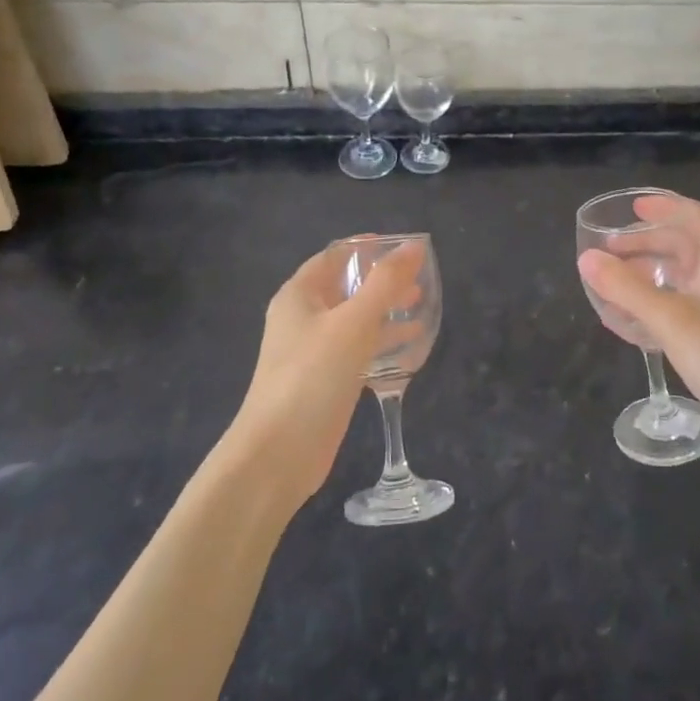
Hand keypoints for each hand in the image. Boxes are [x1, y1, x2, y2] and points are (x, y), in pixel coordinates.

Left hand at [224, 238, 422, 512]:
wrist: (278, 453)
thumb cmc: (312, 376)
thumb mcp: (354, 323)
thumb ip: (385, 283)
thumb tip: (413, 246)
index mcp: (299, 295)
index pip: (335, 256)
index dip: (368, 248)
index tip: (405, 249)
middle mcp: (302, 318)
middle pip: (346, 288)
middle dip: (382, 282)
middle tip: (420, 282)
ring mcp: (312, 352)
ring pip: (353, 321)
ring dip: (385, 313)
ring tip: (421, 310)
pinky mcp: (324, 381)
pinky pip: (356, 351)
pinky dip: (380, 343)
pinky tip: (408, 349)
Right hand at [578, 195, 699, 479]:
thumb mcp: (671, 319)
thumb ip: (626, 288)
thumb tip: (587, 258)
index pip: (698, 218)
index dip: (668, 207)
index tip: (633, 209)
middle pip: (685, 248)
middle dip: (647, 243)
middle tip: (610, 250)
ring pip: (681, 281)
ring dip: (648, 275)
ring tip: (613, 283)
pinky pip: (680, 311)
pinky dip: (653, 307)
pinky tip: (631, 324)